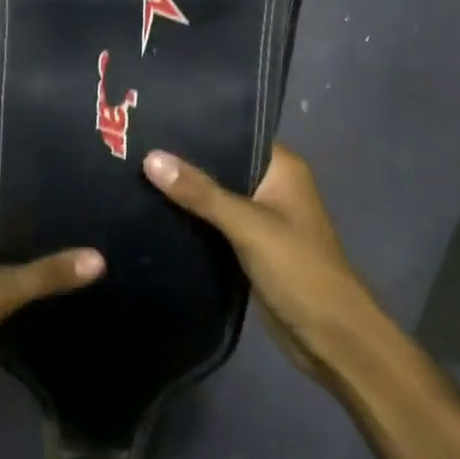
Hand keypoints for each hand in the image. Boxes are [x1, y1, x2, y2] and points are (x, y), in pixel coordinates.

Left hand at [0, 218, 102, 410]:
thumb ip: (46, 274)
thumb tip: (100, 257)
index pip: (20, 211)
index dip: (54, 216)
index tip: (97, 217)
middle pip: (20, 243)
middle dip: (54, 249)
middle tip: (106, 247)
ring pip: (16, 272)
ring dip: (43, 277)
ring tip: (96, 273)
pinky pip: (11, 297)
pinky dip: (32, 300)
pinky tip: (67, 302)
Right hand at [142, 144, 376, 375]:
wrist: (329, 337)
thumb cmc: (298, 269)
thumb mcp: (248, 226)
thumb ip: (201, 193)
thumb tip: (150, 158)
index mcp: (282, 169)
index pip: (233, 133)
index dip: (195, 127)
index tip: (151, 121)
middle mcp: (271, 186)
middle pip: (219, 165)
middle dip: (181, 161)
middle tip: (130, 148)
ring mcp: (259, 218)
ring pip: (213, 196)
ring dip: (182, 192)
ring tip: (132, 173)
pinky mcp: (247, 246)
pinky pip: (211, 224)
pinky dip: (189, 219)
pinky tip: (151, 211)